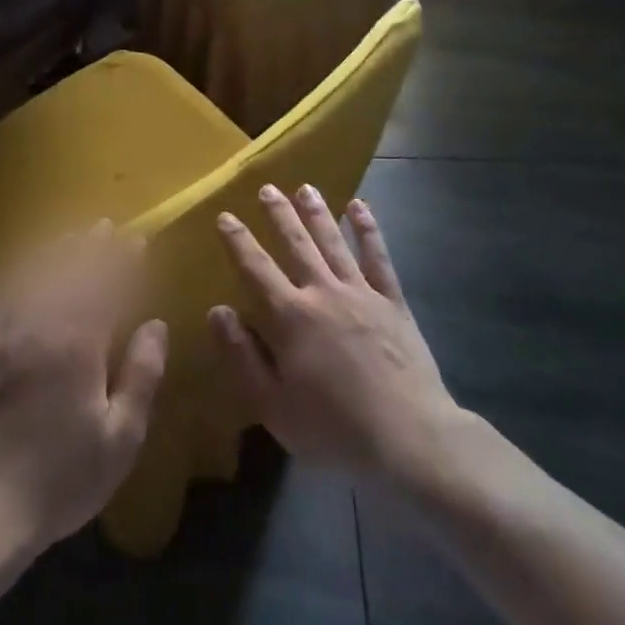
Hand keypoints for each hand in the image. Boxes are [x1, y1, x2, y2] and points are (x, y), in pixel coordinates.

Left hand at [0, 222, 168, 550]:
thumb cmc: (62, 475)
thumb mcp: (121, 437)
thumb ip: (142, 375)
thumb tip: (156, 324)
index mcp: (80, 344)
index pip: (106, 286)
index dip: (122, 261)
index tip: (136, 241)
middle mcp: (41, 325)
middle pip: (70, 271)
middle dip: (92, 246)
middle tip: (108, 227)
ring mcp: (5, 332)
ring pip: (35, 274)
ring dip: (57, 250)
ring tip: (74, 235)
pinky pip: (2, 293)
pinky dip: (20, 271)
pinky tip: (28, 265)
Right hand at [209, 186, 459, 479]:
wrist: (407, 436)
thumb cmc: (333, 428)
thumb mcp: (272, 405)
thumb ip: (242, 355)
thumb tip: (217, 310)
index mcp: (290, 317)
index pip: (256, 269)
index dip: (239, 241)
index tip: (225, 216)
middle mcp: (323, 293)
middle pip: (297, 244)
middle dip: (280, 215)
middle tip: (267, 188)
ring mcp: (362, 293)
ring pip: (334, 242)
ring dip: (318, 213)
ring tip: (305, 187)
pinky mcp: (393, 301)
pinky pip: (378, 257)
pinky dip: (368, 230)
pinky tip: (360, 207)